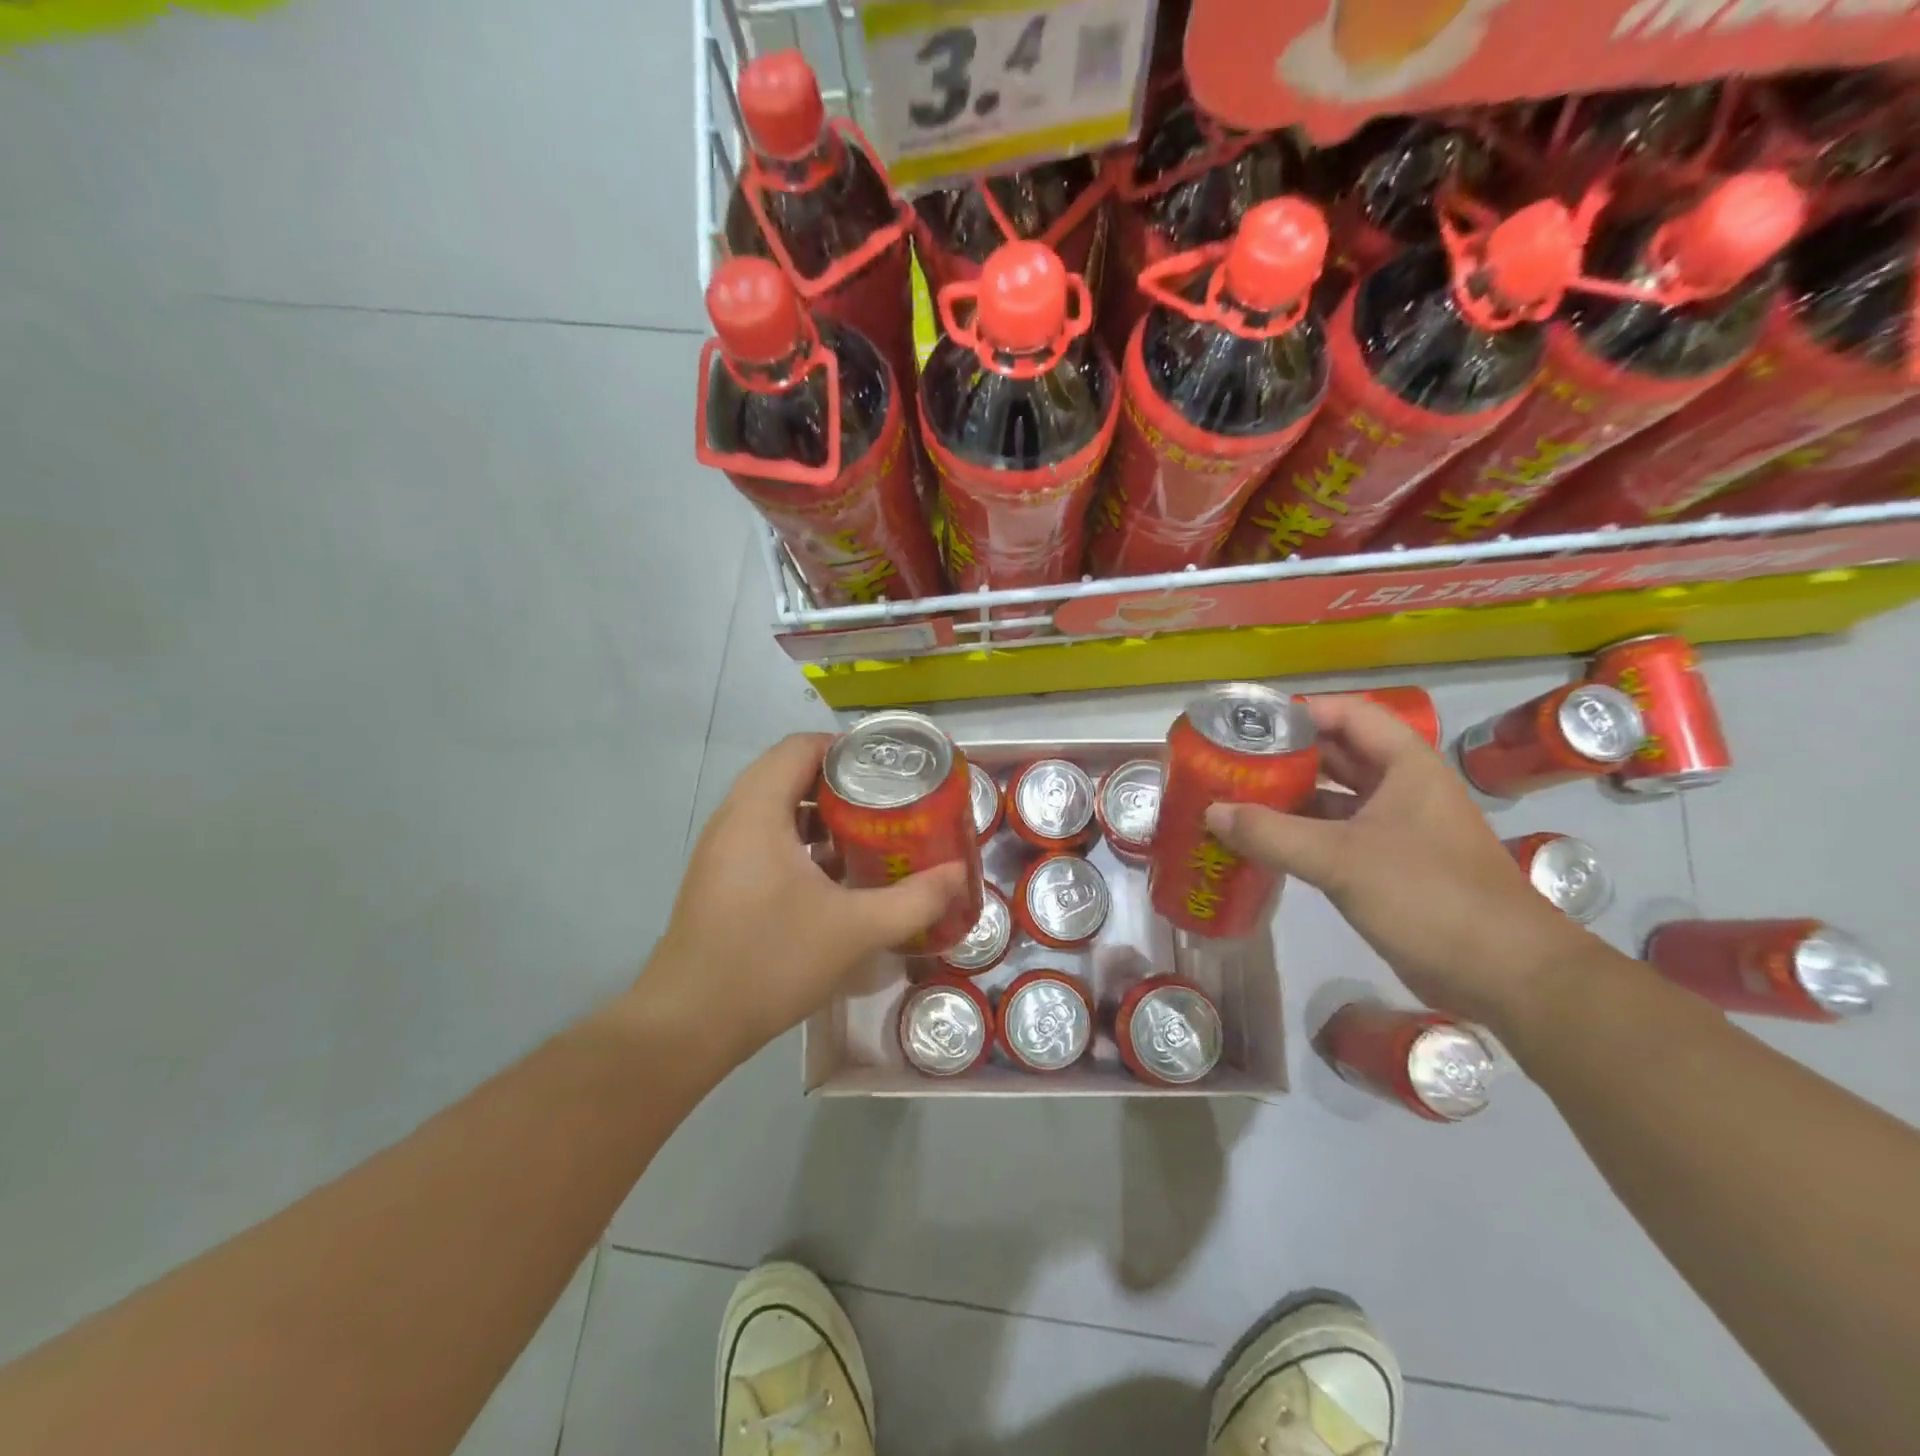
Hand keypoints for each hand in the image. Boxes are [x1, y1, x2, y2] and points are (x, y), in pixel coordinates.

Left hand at [640, 734, 968, 1064]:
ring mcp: (721, 849)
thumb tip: (959, 875)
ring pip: (775, 807)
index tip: (889, 768)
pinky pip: (764, 836)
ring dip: (820, 812)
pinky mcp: (720, 877)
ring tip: (869, 831)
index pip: (800, 747)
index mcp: (758, 812)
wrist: (689, 1023)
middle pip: (788, 772)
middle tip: (887, 799)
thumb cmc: (770, 961)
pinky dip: (800, 839)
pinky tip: (834, 873)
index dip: (846, 748)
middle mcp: (733, 818)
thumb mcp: (854, 930)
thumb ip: (913, 900)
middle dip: (841, 781)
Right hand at [1203, 695, 1590, 1030]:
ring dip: (1291, 797)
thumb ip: (1271, 833)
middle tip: (1233, 762)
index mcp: (1406, 766)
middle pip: (1339, 754)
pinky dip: (1302, 834)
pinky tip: (1264, 844)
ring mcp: (1399, 829)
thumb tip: (1212, 811)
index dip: (1301, 712)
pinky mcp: (1393, 866)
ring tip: (1238, 798)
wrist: (1505, 974)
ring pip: (1337, 798)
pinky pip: (1338, 835)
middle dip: (1287, 756)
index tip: (1251, 725)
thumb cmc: (1427, 896)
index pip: (1349, 714)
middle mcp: (1403, 789)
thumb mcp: (1340, 859)